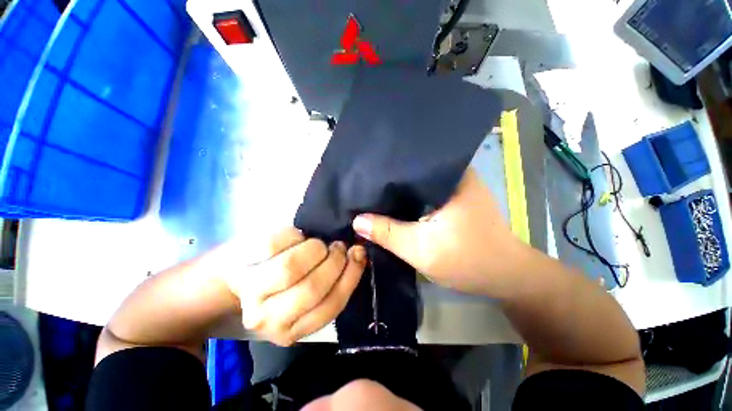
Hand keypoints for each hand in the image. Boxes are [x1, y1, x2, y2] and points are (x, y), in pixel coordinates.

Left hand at [222, 228, 365, 345]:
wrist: (239, 273)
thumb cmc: (282, 283)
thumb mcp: (309, 294)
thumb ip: (333, 284)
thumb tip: (358, 256)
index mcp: (291, 330)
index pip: (330, 306)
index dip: (349, 276)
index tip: (358, 254)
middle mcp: (268, 319)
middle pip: (312, 288)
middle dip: (334, 262)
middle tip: (338, 247)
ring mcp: (251, 292)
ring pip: (292, 268)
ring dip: (315, 249)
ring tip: (319, 244)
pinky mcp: (242, 263)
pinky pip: (277, 244)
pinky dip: (296, 236)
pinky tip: (298, 237)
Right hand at [352, 168, 529, 296]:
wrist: (505, 277)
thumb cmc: (468, 261)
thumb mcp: (420, 249)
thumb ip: (387, 233)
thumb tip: (357, 221)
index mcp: (450, 176)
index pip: (411, 162)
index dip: (386, 169)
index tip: (365, 174)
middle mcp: (455, 174)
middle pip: (414, 172)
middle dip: (390, 180)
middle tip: (364, 184)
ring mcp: (456, 186)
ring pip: (419, 183)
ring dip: (400, 191)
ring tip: (374, 191)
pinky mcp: (455, 199)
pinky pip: (426, 193)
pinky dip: (411, 199)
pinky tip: (395, 204)